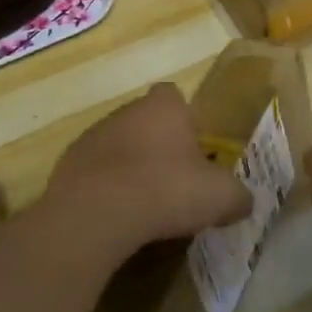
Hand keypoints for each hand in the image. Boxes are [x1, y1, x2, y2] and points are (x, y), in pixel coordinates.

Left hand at [44, 83, 250, 252]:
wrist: (96, 213)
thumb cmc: (165, 190)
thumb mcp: (219, 197)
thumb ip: (237, 196)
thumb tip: (244, 202)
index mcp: (164, 108)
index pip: (174, 96)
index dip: (185, 120)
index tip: (194, 149)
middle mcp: (126, 111)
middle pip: (145, 121)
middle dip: (158, 145)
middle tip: (174, 181)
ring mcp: (92, 136)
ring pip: (118, 145)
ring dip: (129, 166)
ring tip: (144, 204)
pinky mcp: (67, 164)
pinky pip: (94, 172)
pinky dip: (105, 188)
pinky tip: (116, 216)